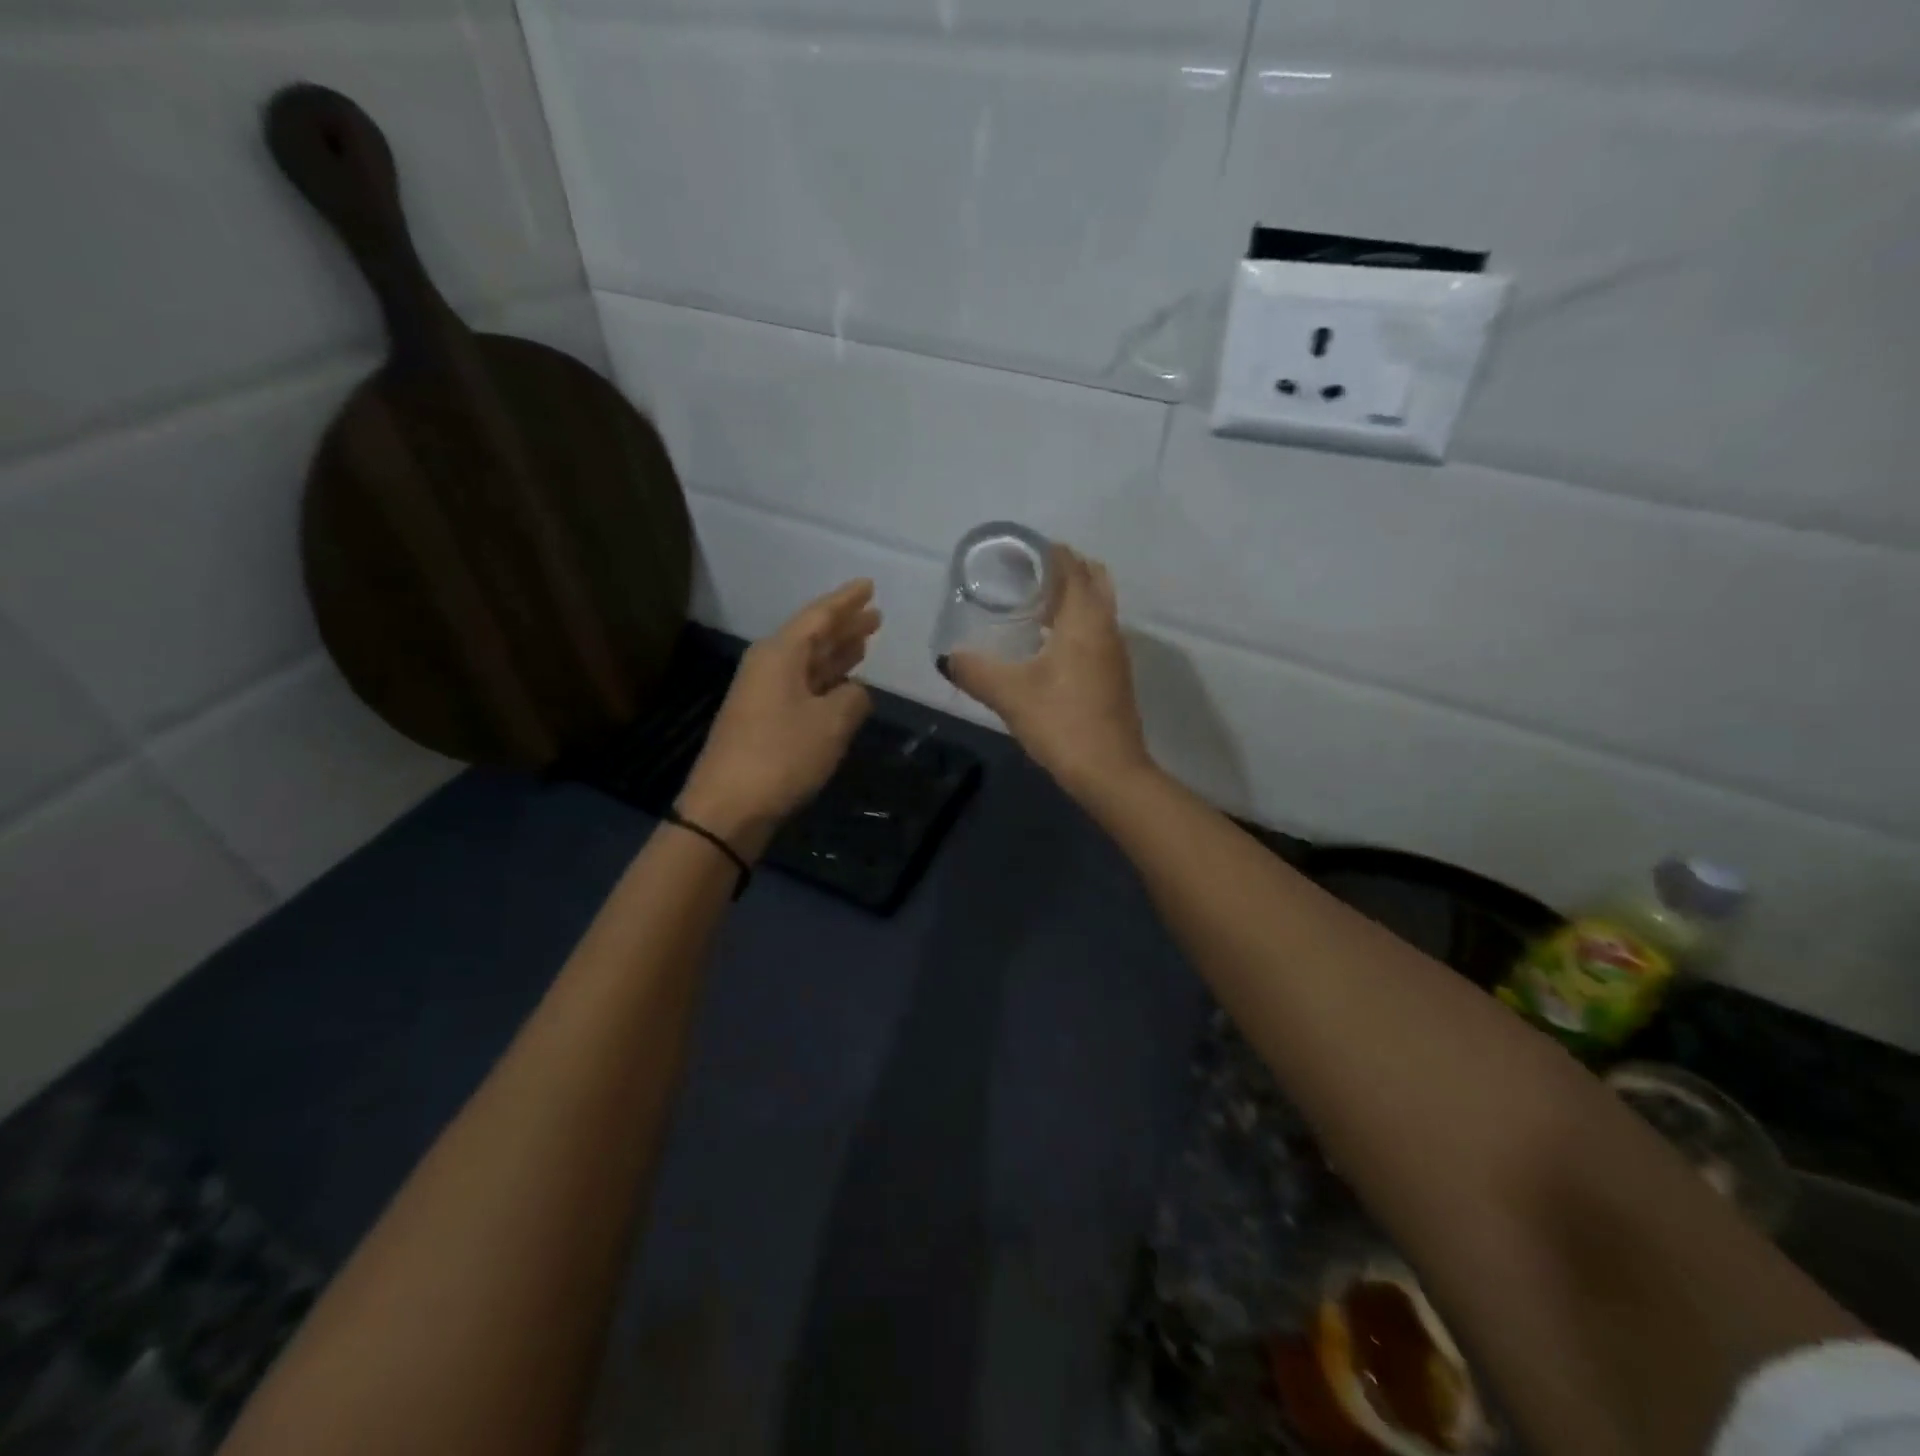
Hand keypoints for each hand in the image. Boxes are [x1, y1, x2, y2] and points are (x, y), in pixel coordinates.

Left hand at [678, 580, 879, 855]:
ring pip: (808, 663)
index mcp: (780, 654)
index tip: (869, 585)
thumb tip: (854, 693)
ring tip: (865, 641)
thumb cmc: (782, 756)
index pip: (819, 616)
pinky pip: (803, 687)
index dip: (847, 601)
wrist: (728, 808)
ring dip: (837, 653)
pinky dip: (826, 681)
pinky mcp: (764, 721)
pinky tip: (844, 685)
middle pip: (812, 637)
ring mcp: (764, 694)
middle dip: (844, 626)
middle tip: (875, 615)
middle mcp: (769, 666)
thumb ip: (853, 699)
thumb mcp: (831, 723)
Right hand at [945, 546, 1152, 800]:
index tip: (1019, 551)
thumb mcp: (1010, 695)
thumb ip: (976, 671)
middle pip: (1092, 579)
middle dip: (1064, 569)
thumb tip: (948, 658)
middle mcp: (1106, 627)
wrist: (1110, 772)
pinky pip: (1096, 631)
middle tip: (1026, 576)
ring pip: (1097, 607)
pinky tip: (1047, 645)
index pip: (1072, 566)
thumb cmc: (1062, 722)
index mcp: (1084, 620)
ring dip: (1071, 597)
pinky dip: (1076, 623)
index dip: (1048, 552)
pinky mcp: (1114, 675)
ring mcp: (1115, 652)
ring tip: (1032, 605)